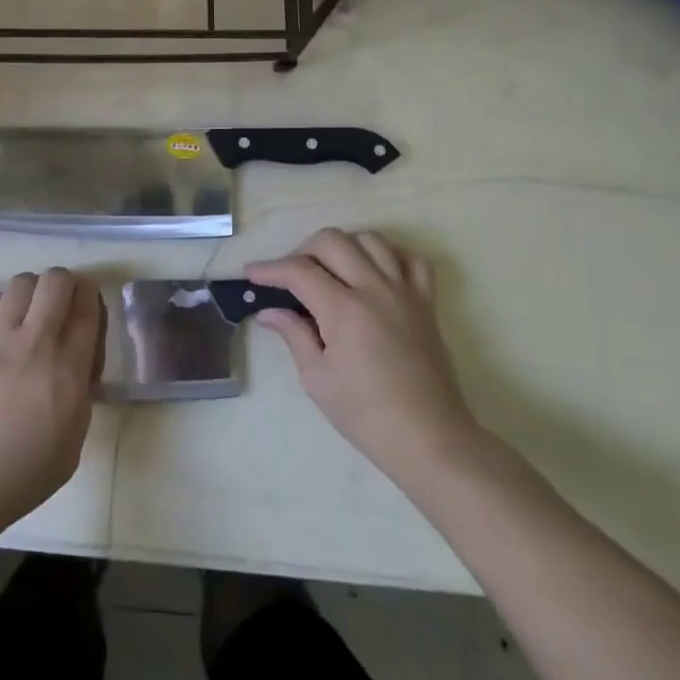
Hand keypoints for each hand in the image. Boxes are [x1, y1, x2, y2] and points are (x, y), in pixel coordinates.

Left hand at [0, 268, 103, 531]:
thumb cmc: (20, 476)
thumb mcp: (72, 443)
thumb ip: (80, 395)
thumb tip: (76, 368)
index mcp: (67, 370)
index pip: (87, 309)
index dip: (92, 303)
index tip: (88, 318)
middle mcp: (34, 342)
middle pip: (56, 281)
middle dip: (67, 286)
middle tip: (63, 308)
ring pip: (22, 282)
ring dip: (34, 291)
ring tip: (31, 315)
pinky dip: (4, 305)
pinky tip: (3, 329)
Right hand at [246, 229, 486, 490]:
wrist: (429, 439)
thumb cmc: (366, 415)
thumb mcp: (317, 379)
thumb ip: (294, 335)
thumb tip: (269, 312)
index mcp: (344, 310)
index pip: (298, 271)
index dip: (269, 269)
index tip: (250, 274)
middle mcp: (375, 289)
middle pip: (332, 241)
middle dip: (302, 251)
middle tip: (290, 278)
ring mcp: (405, 292)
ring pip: (371, 240)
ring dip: (343, 246)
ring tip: (330, 270)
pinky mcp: (426, 303)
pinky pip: (412, 259)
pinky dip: (389, 255)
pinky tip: (374, 272)